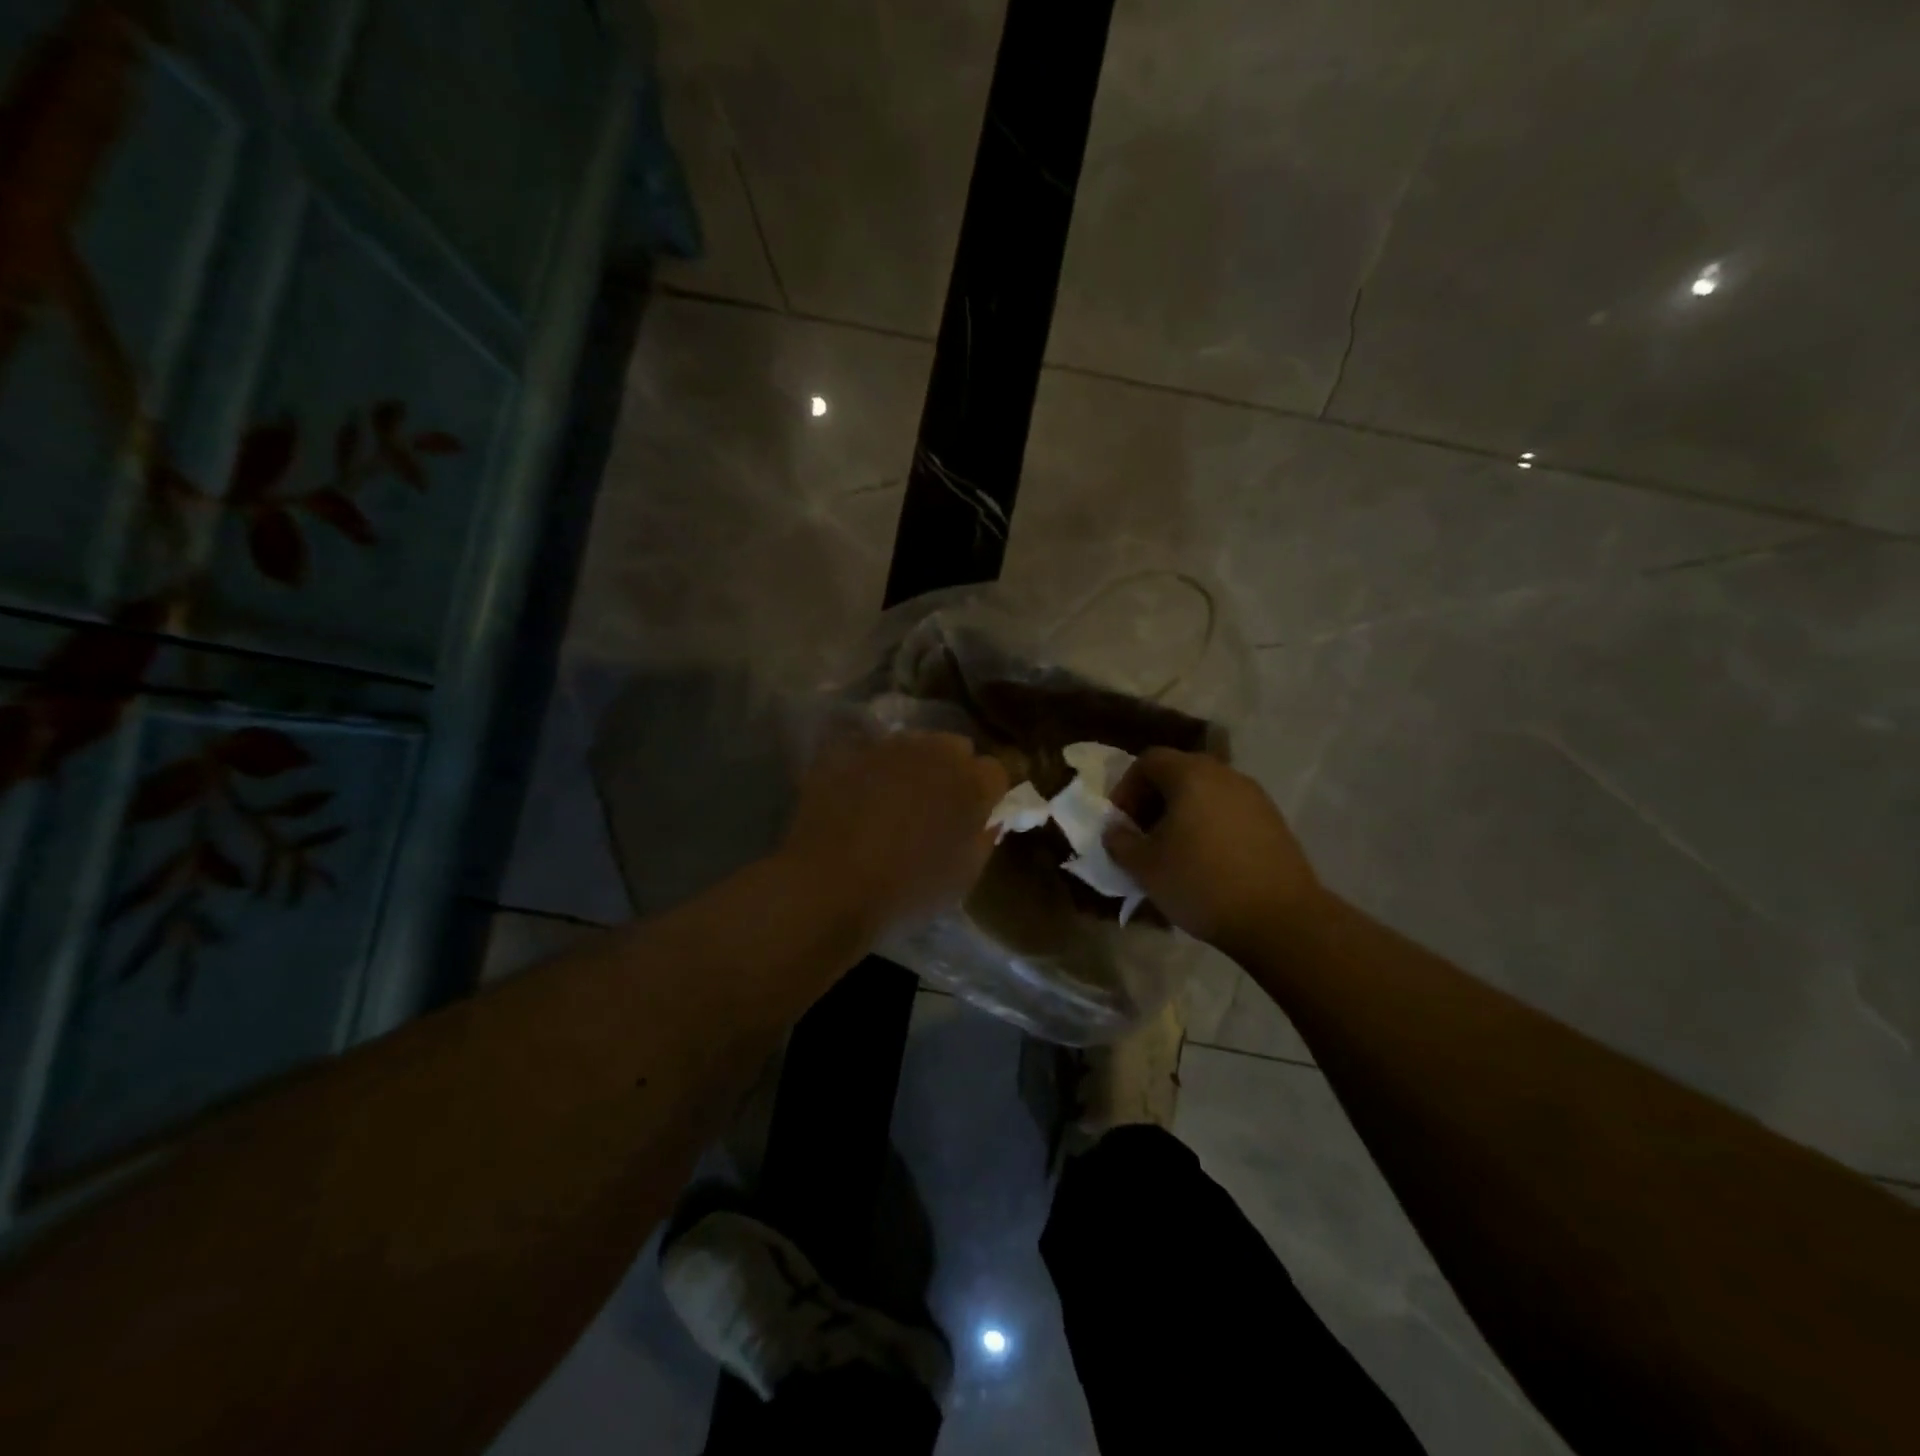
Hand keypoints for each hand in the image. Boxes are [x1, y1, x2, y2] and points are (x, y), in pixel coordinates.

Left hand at [779, 728, 1009, 943]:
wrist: (829, 889)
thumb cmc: (906, 893)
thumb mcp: (962, 878)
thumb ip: (983, 839)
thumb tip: (988, 819)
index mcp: (971, 783)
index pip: (995, 770)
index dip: (988, 792)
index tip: (976, 814)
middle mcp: (933, 753)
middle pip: (955, 747)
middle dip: (952, 770)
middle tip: (936, 806)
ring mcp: (886, 748)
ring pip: (912, 744)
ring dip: (912, 765)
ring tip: (894, 799)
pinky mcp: (847, 752)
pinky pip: (868, 751)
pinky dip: (869, 767)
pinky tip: (858, 794)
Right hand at [1104, 748, 1322, 955]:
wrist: (1280, 919)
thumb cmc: (1201, 883)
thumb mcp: (1144, 867)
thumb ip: (1119, 841)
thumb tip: (1115, 830)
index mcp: (1191, 775)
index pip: (1149, 761)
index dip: (1126, 788)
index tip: (1120, 822)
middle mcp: (1225, 775)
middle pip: (1179, 773)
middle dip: (1154, 800)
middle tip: (1142, 835)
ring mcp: (1254, 797)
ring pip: (1206, 793)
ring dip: (1182, 814)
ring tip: (1173, 851)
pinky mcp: (1273, 822)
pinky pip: (1229, 812)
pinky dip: (1209, 826)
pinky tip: (1206, 861)